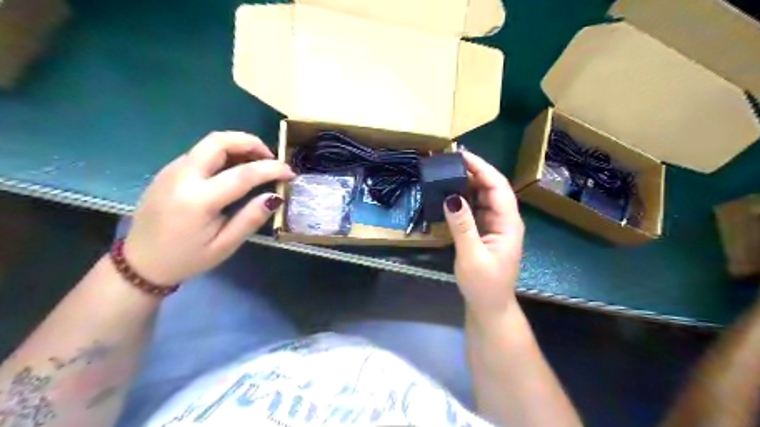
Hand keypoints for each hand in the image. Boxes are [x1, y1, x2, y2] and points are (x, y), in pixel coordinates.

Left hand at [123, 132, 291, 284]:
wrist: (139, 263)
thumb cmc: (186, 259)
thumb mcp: (225, 246)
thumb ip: (250, 219)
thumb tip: (275, 196)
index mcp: (198, 200)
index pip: (243, 173)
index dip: (272, 169)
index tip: (290, 173)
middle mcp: (182, 177)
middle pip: (219, 141)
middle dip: (250, 142)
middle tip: (270, 157)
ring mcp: (171, 170)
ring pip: (209, 143)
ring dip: (237, 146)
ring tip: (256, 163)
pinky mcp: (168, 171)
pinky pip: (200, 152)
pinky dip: (223, 153)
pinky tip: (234, 170)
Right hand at [447, 152, 522, 317]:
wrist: (489, 306)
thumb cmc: (483, 284)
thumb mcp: (471, 256)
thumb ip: (463, 226)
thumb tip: (451, 197)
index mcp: (508, 223)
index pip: (498, 187)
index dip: (482, 168)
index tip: (462, 155)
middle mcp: (505, 220)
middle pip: (493, 188)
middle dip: (475, 171)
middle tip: (451, 160)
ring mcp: (496, 225)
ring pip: (485, 196)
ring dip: (469, 182)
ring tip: (449, 171)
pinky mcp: (487, 230)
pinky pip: (477, 207)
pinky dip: (466, 197)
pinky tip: (453, 192)